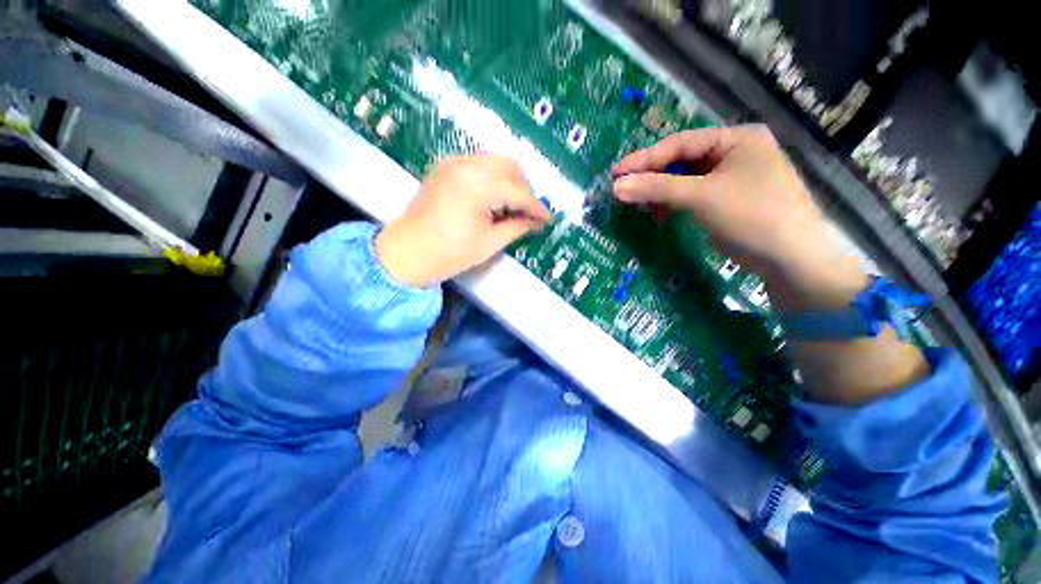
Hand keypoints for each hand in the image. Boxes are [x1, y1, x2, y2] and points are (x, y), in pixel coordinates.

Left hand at [376, 155, 550, 286]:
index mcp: (478, 185)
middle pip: (510, 166)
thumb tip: (536, 222)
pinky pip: (479, 164)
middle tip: (528, 213)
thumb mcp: (489, 243)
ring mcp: (453, 162)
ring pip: (495, 161)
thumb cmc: (449, 253)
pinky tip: (493, 198)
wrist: (406, 252)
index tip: (548, 219)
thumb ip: (517, 227)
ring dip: (509, 181)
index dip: (536, 207)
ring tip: (512, 206)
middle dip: (524, 188)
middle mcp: (467, 164)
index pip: (518, 192)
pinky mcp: (446, 167)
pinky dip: (492, 178)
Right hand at [613, 125, 867, 310]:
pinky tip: (661, 213)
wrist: (789, 258)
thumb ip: (657, 188)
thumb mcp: (701, 197)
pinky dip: (673, 203)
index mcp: (735, 138)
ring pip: (683, 180)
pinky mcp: (725, 199)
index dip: (645, 159)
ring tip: (640, 205)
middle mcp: (733, 152)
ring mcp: (730, 177)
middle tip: (624, 190)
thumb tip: (616, 187)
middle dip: (652, 177)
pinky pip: (691, 195)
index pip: (680, 144)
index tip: (615, 174)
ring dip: (660, 192)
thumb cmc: (751, 215)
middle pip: (681, 161)